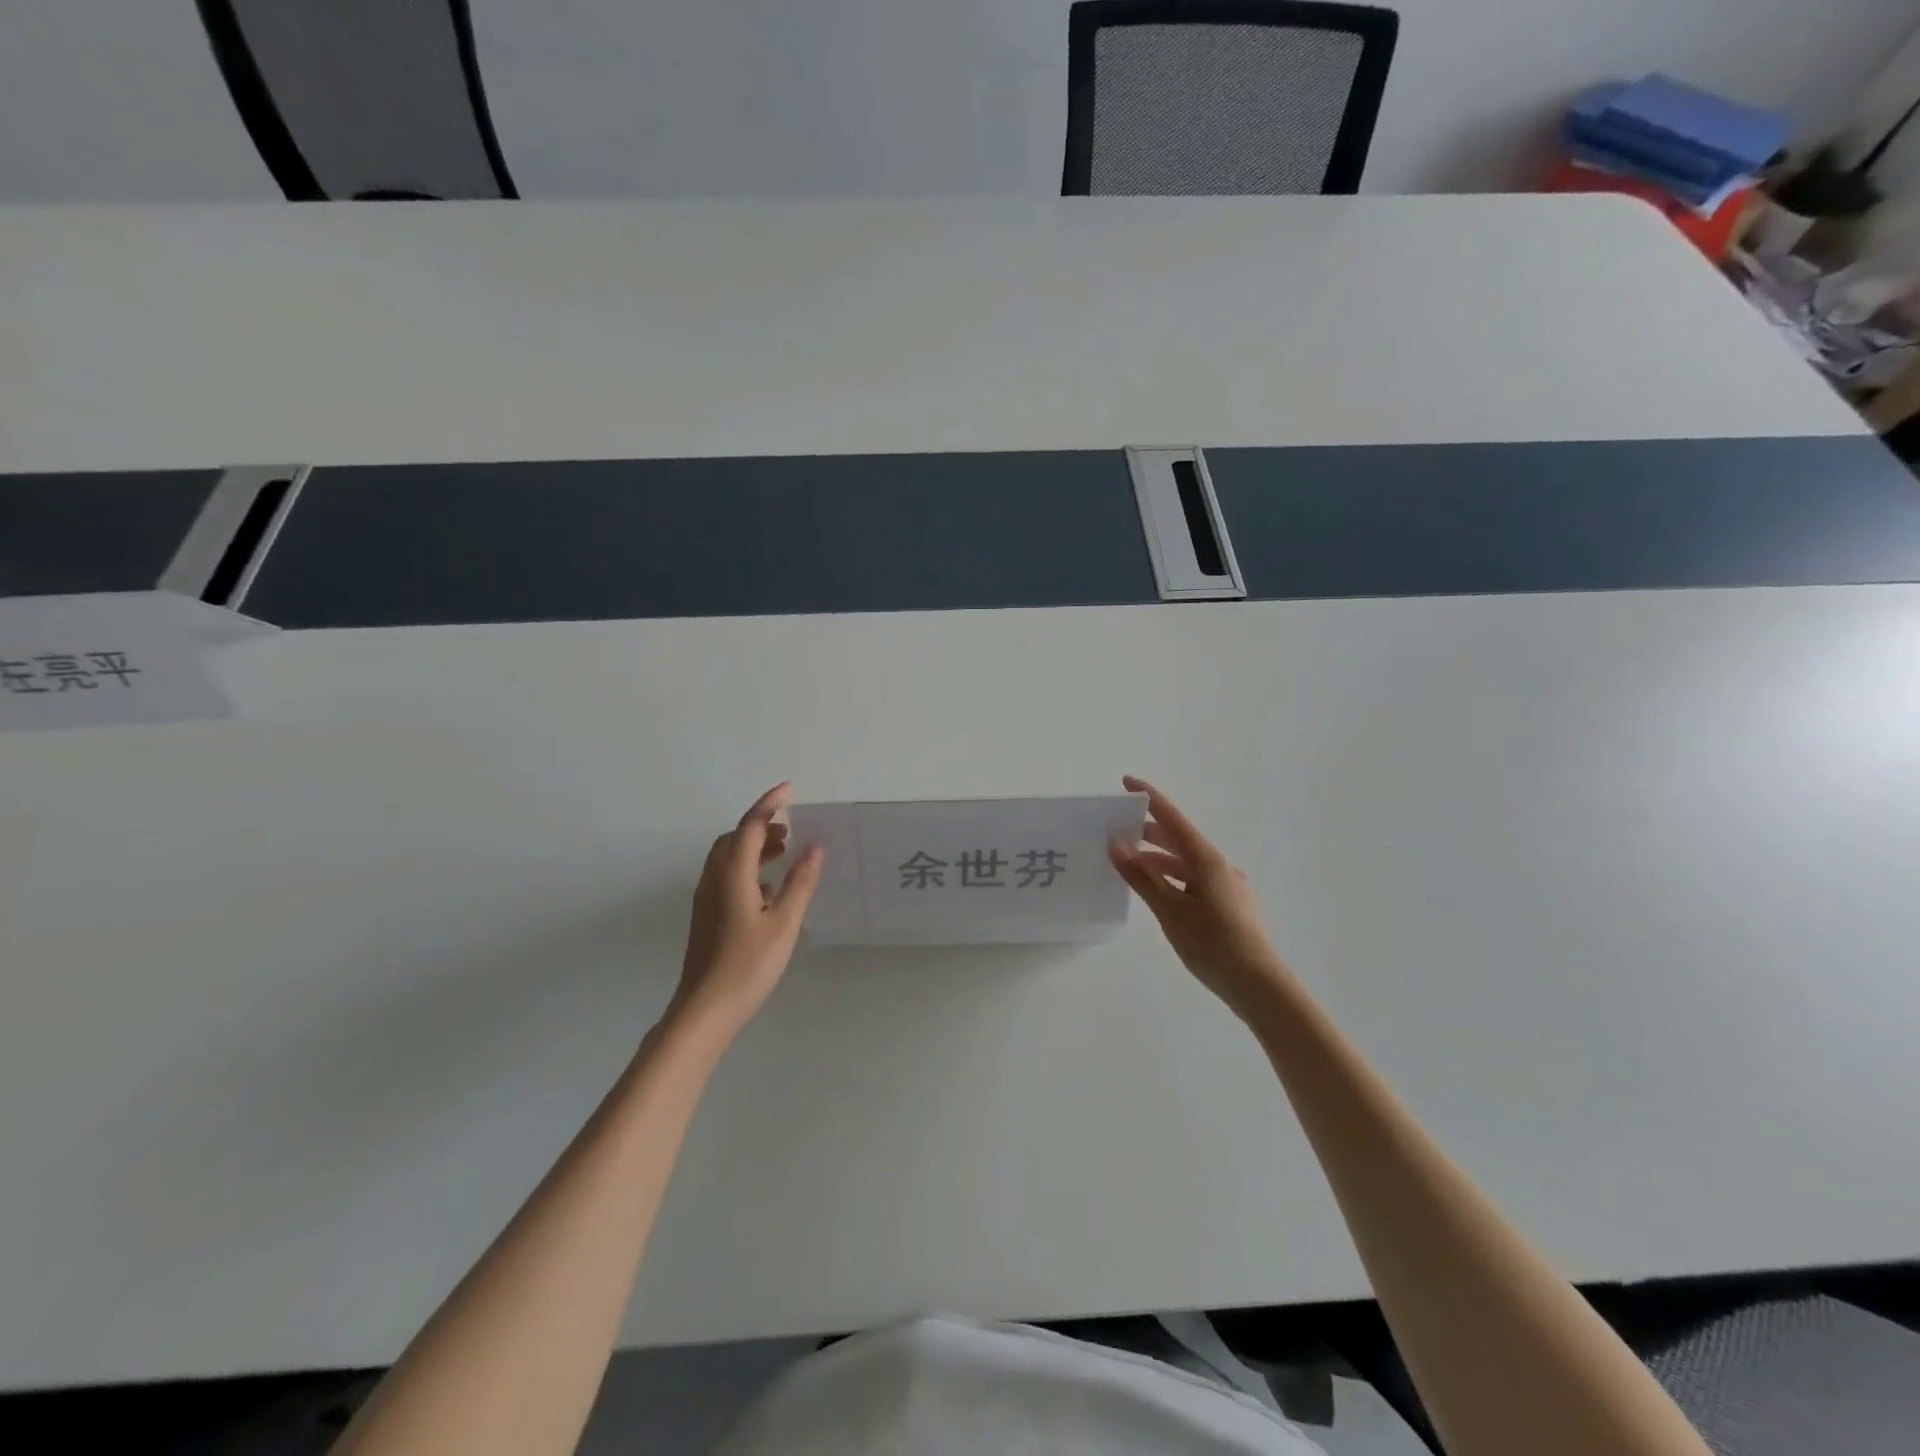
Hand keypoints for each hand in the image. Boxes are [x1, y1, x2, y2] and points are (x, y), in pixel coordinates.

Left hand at [668, 783, 822, 1043]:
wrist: (704, 1011)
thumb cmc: (748, 966)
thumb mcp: (783, 923)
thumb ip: (800, 882)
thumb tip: (814, 846)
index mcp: (732, 875)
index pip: (750, 826)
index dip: (769, 804)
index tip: (790, 789)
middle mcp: (713, 879)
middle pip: (734, 838)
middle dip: (761, 825)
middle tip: (791, 828)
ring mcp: (706, 898)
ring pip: (728, 857)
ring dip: (754, 846)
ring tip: (784, 852)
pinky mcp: (706, 916)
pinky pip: (726, 876)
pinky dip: (747, 868)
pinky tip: (768, 888)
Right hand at [1108, 775, 1296, 1022]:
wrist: (1260, 986)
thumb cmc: (1213, 945)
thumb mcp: (1170, 911)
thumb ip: (1142, 877)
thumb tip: (1116, 845)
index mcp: (1207, 861)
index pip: (1172, 820)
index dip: (1149, 799)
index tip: (1127, 782)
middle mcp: (1220, 867)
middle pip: (1180, 840)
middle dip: (1149, 832)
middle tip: (1118, 830)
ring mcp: (1228, 887)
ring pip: (1187, 863)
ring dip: (1159, 860)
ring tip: (1131, 865)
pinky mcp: (1230, 907)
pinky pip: (1195, 881)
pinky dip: (1173, 879)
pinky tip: (1160, 895)